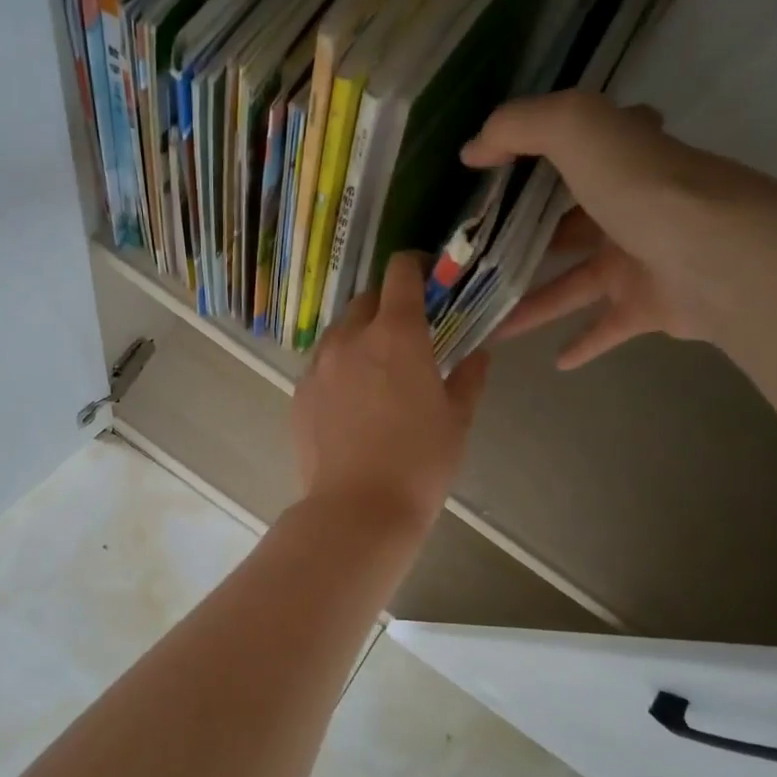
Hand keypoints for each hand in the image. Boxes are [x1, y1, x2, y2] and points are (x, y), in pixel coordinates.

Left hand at [292, 253, 489, 528]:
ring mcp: (318, 365)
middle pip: (366, 299)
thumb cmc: (419, 463)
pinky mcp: (299, 392)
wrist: (357, 509)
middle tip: (407, 334)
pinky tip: (351, 400)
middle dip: (388, 305)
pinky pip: (321, 364)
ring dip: (360, 336)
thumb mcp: (457, 419)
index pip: (400, 272)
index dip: (416, 266)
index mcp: (396, 334)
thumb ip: (469, 377)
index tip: (429, 279)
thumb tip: (477, 354)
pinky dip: (338, 367)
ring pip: (339, 331)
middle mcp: (351, 338)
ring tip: (376, 369)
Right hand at [461, 90, 762, 368]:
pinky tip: (553, 361)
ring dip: (533, 302)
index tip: (499, 172)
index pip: (581, 147)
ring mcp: (641, 260)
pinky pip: (606, 327)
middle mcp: (631, 208)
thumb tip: (472, 150)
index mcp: (620, 162)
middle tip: (478, 259)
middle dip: (526, 239)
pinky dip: (582, 343)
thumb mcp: (576, 130)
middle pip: (569, 224)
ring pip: (573, 283)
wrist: (718, 257)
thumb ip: (519, 127)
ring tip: (488, 320)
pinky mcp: (649, 306)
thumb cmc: (643, 189)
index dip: (543, 152)